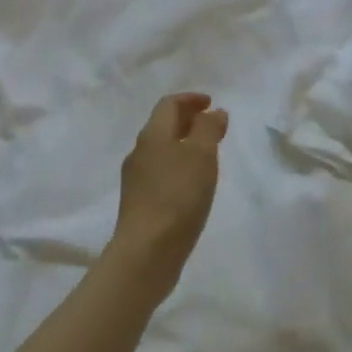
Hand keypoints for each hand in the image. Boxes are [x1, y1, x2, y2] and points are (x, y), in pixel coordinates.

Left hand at [112, 93, 228, 296]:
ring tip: (208, 154)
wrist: (147, 251)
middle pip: (163, 125)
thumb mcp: (201, 156)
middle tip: (213, 126)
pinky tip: (193, 184)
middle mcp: (140, 152)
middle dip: (188, 120)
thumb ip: (208, 129)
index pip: (169, 104)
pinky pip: (161, 172)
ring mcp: (137, 179)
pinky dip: (179, 166)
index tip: (212, 103)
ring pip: (162, 150)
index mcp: (152, 135)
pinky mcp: (140, 203)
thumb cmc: (178, 196)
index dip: (191, 99)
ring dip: (184, 144)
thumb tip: (214, 112)